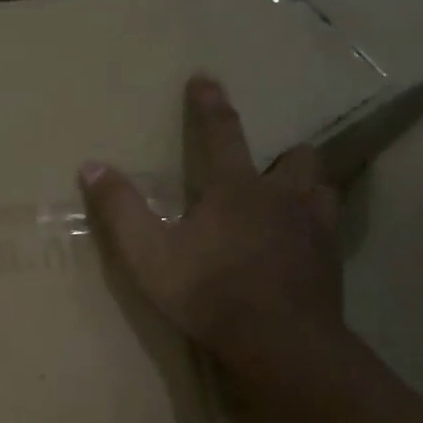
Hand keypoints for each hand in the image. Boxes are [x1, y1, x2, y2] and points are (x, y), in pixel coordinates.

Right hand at [79, 74, 347, 382]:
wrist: (280, 343)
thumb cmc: (209, 293)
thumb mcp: (149, 255)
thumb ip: (120, 210)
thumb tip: (91, 166)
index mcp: (236, 189)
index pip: (222, 133)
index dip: (210, 105)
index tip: (205, 79)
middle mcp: (282, 198)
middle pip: (297, 157)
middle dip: (282, 154)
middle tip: (266, 167)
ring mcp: (315, 229)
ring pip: (323, 190)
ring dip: (306, 189)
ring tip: (289, 203)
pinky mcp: (331, 262)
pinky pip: (330, 231)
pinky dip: (315, 229)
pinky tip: (302, 248)